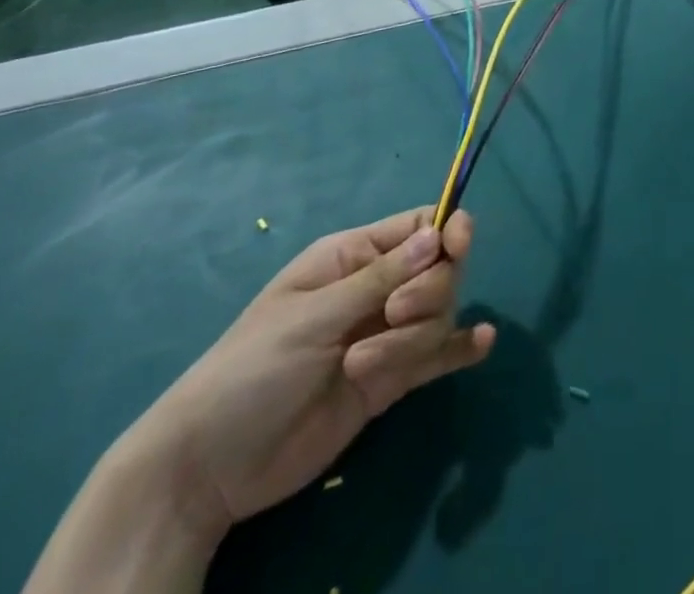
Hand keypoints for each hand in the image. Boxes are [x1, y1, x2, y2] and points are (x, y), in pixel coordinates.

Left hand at [119, 207, 494, 541]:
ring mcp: (384, 335)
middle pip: (438, 271)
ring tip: (363, 367)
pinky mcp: (389, 381)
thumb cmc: (252, 368)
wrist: (211, 466)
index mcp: (352, 257)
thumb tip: (439, 235)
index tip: (459, 246)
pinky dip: (460, 349)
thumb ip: (381, 278)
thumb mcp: (314, 315)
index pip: (418, 226)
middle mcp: (375, 289)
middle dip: (427, 291)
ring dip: (412, 340)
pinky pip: (436, 357)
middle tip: (393, 315)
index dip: (447, 230)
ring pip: (436, 316)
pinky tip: (482, 343)